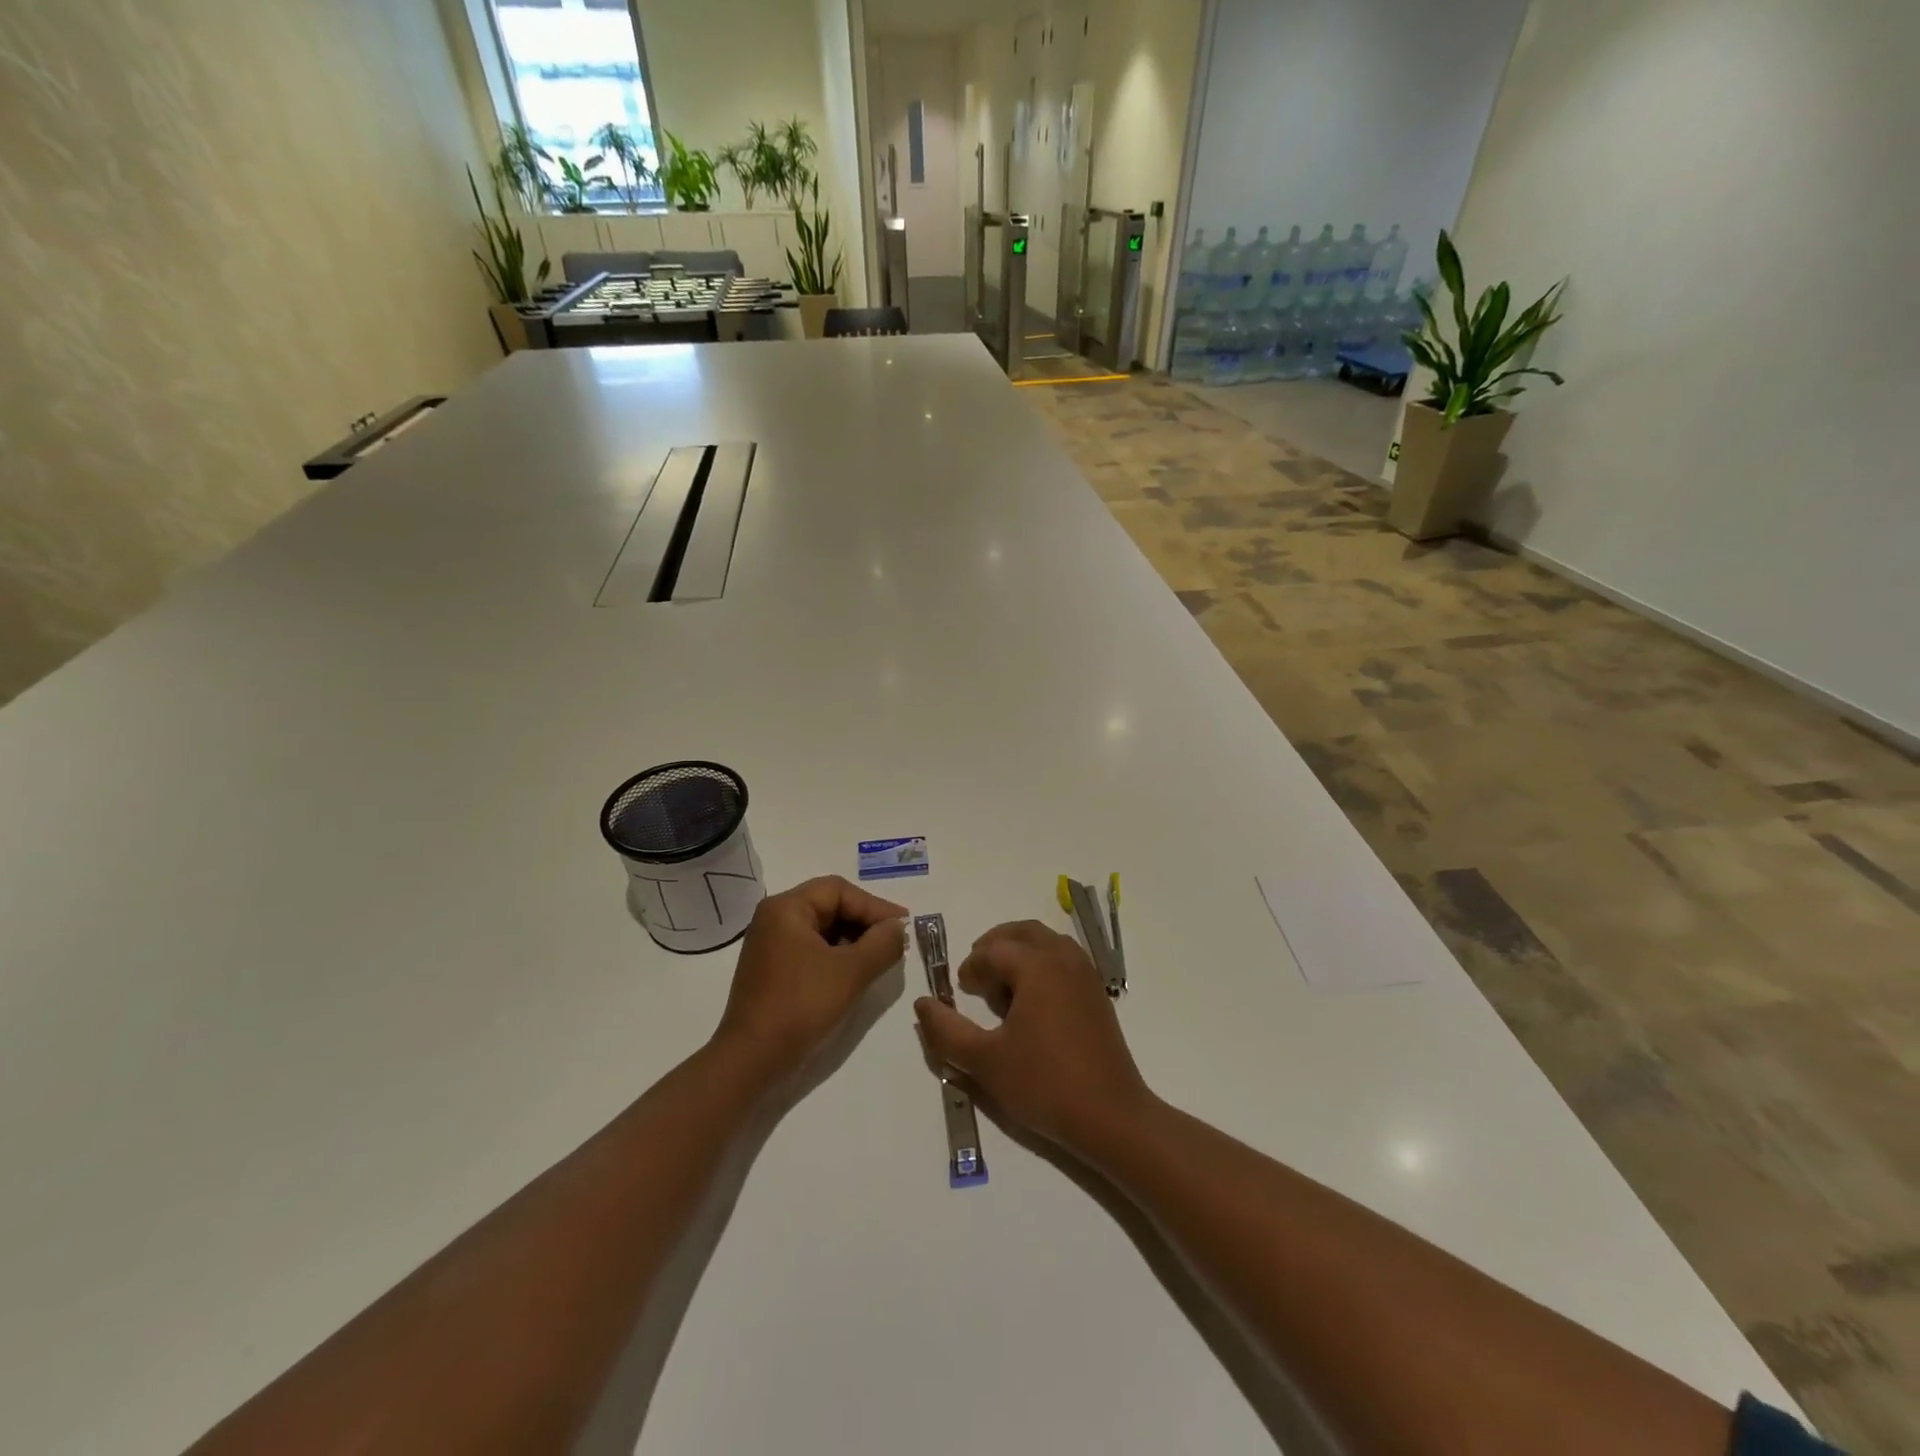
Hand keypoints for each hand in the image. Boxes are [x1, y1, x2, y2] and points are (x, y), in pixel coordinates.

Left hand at [714, 876, 907, 1081]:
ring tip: (881, 957)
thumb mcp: (850, 972)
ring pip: (823, 929)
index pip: (839, 891)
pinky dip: (837, 955)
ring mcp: (771, 944)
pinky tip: (856, 972)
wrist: (751, 1060)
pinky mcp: (773, 968)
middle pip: (830, 905)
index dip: (874, 906)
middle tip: (895, 941)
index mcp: (786, 908)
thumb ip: (882, 943)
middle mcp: (774, 918)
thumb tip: (898, 927)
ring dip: (854, 939)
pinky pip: (812, 949)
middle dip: (865, 922)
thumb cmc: (800, 1006)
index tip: (903, 926)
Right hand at [913, 920, 1153, 1157]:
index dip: (971, 966)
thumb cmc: (1044, 1084)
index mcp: (1037, 966)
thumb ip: (946, 1030)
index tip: (959, 991)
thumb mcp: (985, 1062)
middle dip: (995, 946)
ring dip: (1020, 951)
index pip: (993, 950)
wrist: (1111, 1117)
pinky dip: (1042, 963)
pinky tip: (1032, 1001)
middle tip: (976, 975)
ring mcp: (1086, 974)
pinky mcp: (1097, 993)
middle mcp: (1064, 958)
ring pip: (1046, 942)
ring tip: (1002, 987)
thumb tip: (922, 1003)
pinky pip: (1064, 958)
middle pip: (1022, 932)